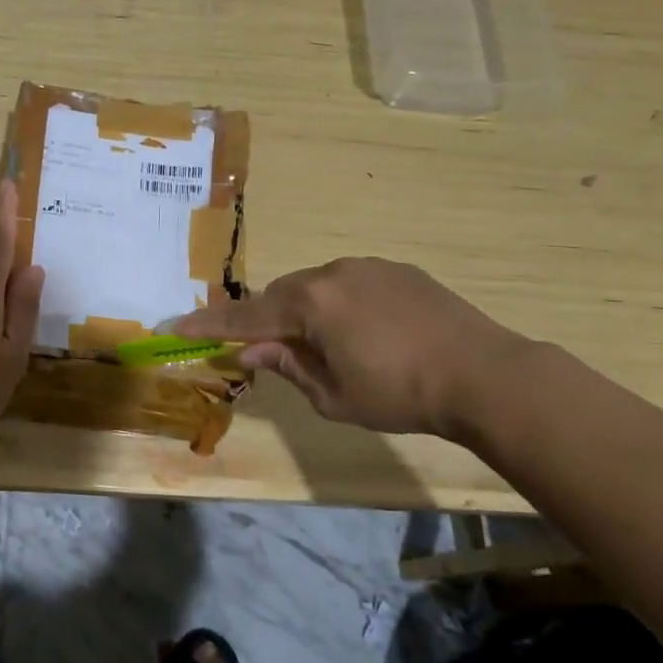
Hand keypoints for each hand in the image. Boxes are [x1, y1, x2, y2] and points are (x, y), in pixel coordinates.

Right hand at [173, 258, 528, 436]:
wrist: (485, 374)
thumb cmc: (401, 394)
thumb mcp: (333, 396)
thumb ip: (287, 366)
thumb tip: (251, 350)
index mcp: (310, 304)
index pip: (246, 316)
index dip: (210, 324)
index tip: (177, 326)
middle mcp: (332, 273)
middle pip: (280, 295)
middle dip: (267, 319)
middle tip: (268, 349)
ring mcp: (367, 267)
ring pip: (315, 285)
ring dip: (305, 310)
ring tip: (325, 345)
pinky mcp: (397, 270)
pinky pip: (349, 282)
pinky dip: (339, 303)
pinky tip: (364, 331)